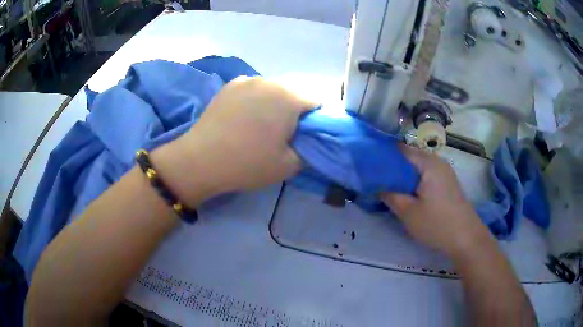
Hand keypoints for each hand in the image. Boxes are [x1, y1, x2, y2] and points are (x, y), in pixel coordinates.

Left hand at [153, 77, 314, 206]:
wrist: (201, 160)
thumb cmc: (248, 163)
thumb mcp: (288, 166)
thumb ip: (309, 150)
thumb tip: (308, 139)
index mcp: (288, 97)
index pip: (316, 101)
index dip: (314, 119)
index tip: (303, 135)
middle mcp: (269, 81)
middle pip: (293, 93)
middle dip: (293, 110)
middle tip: (281, 133)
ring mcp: (246, 80)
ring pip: (272, 90)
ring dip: (273, 104)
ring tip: (258, 125)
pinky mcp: (229, 86)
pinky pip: (252, 90)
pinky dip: (254, 100)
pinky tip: (242, 118)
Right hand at [381, 146, 488, 257]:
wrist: (466, 238)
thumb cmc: (437, 224)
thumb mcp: (408, 213)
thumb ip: (390, 196)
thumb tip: (377, 185)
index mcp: (428, 163)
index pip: (400, 150)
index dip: (383, 155)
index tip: (368, 165)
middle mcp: (437, 162)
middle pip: (409, 158)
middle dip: (392, 167)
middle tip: (375, 179)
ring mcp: (444, 172)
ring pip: (417, 168)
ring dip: (403, 176)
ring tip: (387, 187)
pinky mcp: (446, 183)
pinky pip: (425, 176)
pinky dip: (413, 181)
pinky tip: (406, 193)